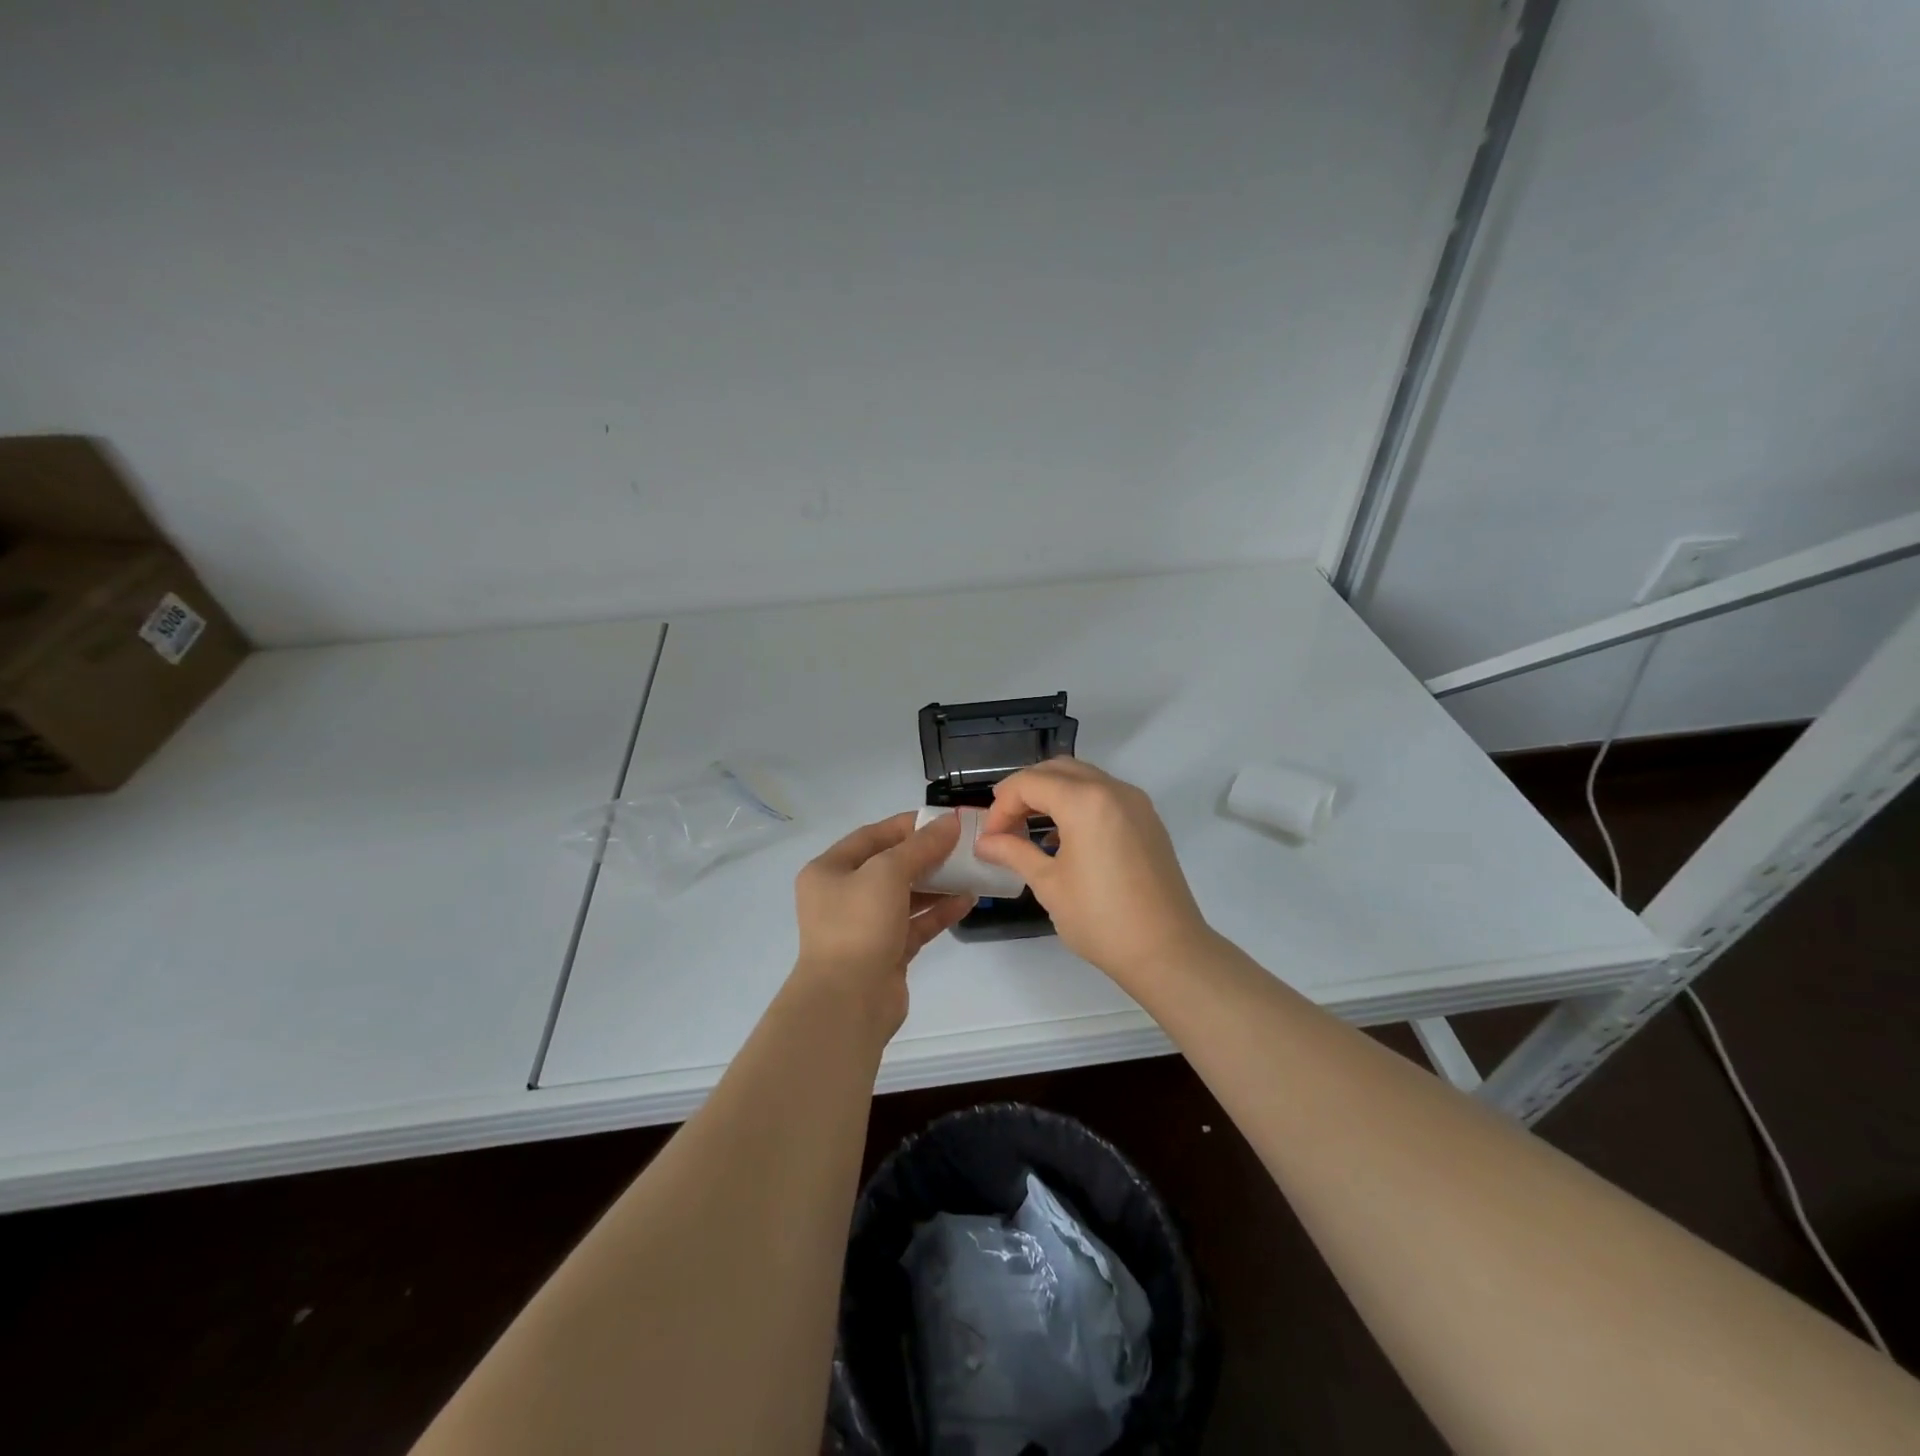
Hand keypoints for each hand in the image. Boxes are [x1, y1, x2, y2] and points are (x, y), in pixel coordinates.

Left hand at [791, 810, 972, 1036]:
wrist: (847, 1001)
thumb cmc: (859, 924)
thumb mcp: (888, 873)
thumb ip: (921, 846)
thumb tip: (950, 822)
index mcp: (829, 870)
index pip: (872, 836)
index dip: (908, 826)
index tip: (943, 821)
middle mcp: (842, 896)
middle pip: (890, 866)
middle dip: (926, 855)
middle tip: (962, 846)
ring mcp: (863, 927)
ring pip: (905, 896)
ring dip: (937, 884)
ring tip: (971, 871)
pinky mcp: (885, 953)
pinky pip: (915, 924)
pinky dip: (939, 912)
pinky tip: (967, 901)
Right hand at [975, 759, 1211, 990]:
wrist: (1167, 951)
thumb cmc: (1101, 919)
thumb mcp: (1049, 884)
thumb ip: (1014, 852)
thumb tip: (984, 842)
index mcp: (1085, 801)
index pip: (1030, 783)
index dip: (1001, 806)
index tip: (990, 837)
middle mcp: (1113, 789)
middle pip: (1056, 770)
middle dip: (1024, 791)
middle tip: (1004, 824)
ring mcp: (1135, 802)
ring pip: (1082, 777)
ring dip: (1051, 793)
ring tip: (1029, 827)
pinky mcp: (1147, 819)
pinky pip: (1104, 794)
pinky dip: (1077, 802)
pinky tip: (1063, 836)